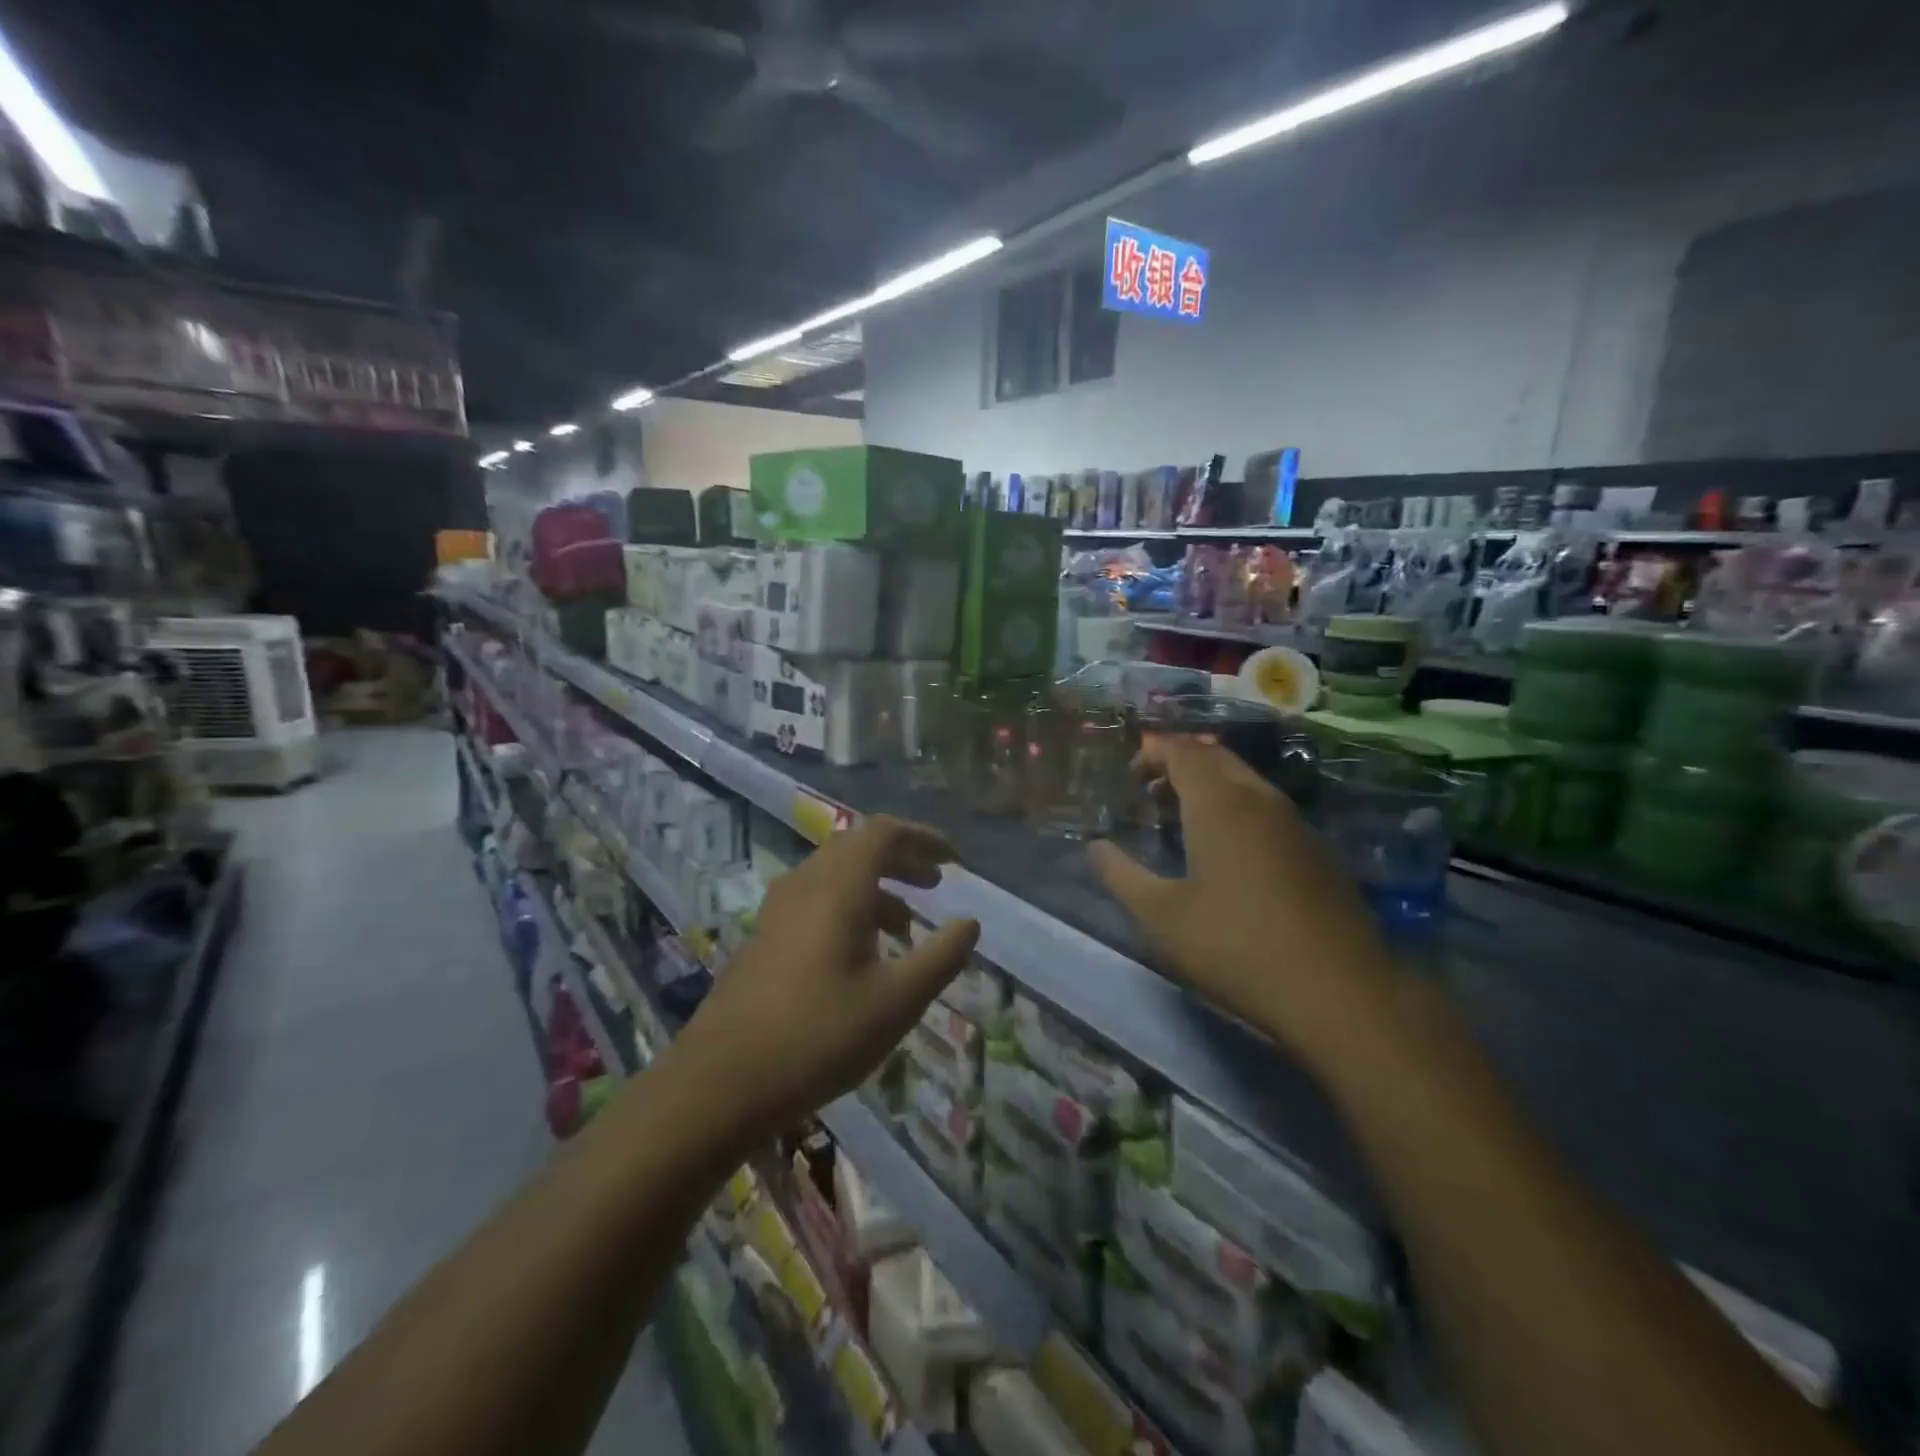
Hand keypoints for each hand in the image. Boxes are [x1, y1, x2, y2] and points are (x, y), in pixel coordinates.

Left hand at [673, 815, 978, 1142]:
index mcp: (837, 887)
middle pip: (858, 846)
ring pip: (835, 874)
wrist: (719, 1082)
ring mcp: (778, 909)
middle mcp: (805, 884)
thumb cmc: (818, 1037)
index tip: (954, 861)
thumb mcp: (896, 1002)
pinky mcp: (764, 935)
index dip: (923, 838)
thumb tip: (970, 923)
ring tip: (908, 926)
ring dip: (876, 885)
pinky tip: (862, 952)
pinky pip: (815, 898)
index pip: (883, 832)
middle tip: (935, 885)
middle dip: (902, 859)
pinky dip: (849, 906)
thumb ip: (941, 958)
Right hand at [1089, 736, 1398, 1071]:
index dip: (1153, 753)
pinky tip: (1227, 851)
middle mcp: (1259, 799)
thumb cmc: (1236, 946)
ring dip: (1209, 786)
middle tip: (1151, 792)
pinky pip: (1266, 807)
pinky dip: (1236, 808)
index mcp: (1219, 804)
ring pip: (1245, 781)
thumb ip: (1121, 875)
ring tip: (1181, 818)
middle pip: (1216, 757)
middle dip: (1179, 764)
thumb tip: (1095, 848)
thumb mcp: (1162, 916)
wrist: (1340, 990)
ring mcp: (1295, 823)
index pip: (1182, 750)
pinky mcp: (1317, 850)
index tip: (1130, 776)